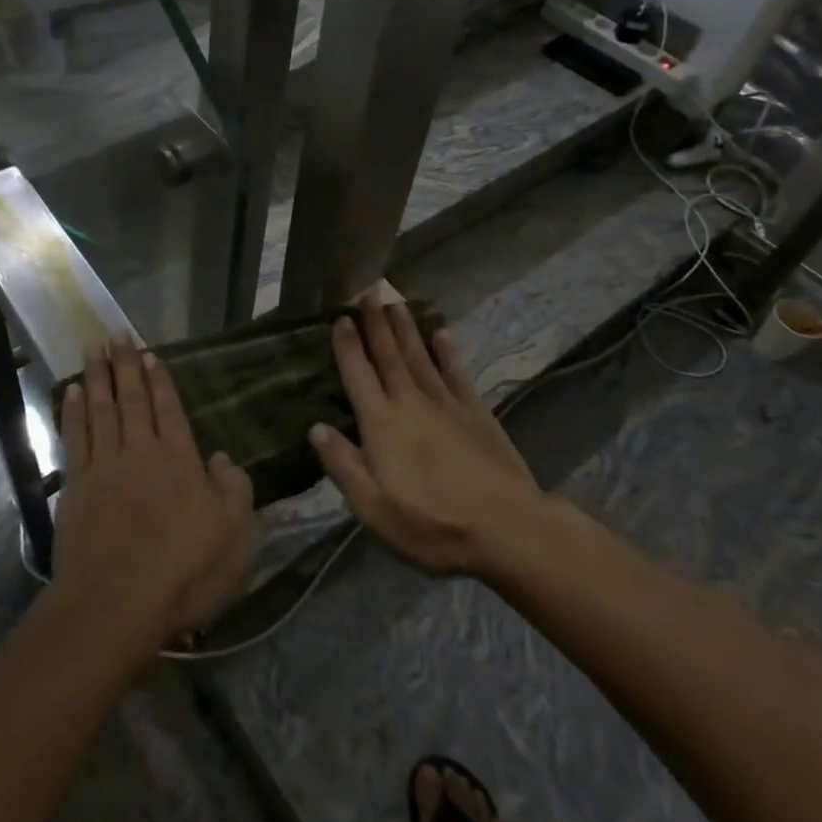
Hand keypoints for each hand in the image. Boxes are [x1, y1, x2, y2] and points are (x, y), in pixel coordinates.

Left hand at [53, 338, 256, 646]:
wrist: (116, 603)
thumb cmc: (184, 572)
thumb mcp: (235, 534)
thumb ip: (235, 488)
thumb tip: (222, 457)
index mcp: (180, 459)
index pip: (169, 408)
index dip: (159, 379)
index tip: (148, 352)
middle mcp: (141, 451)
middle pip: (132, 399)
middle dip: (125, 365)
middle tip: (116, 334)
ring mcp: (104, 466)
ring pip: (101, 409)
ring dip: (96, 376)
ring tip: (92, 347)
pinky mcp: (76, 486)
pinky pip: (75, 437)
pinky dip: (72, 412)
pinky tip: (70, 392)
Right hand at [311, 299, 545, 576]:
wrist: (506, 529)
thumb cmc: (431, 524)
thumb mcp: (373, 507)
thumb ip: (343, 464)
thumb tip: (315, 427)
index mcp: (381, 424)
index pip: (358, 374)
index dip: (347, 345)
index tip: (340, 318)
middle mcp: (410, 402)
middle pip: (389, 356)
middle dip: (376, 323)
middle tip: (369, 292)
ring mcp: (446, 404)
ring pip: (420, 356)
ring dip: (406, 328)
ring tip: (396, 302)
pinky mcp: (476, 413)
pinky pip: (457, 373)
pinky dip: (448, 352)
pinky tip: (442, 333)